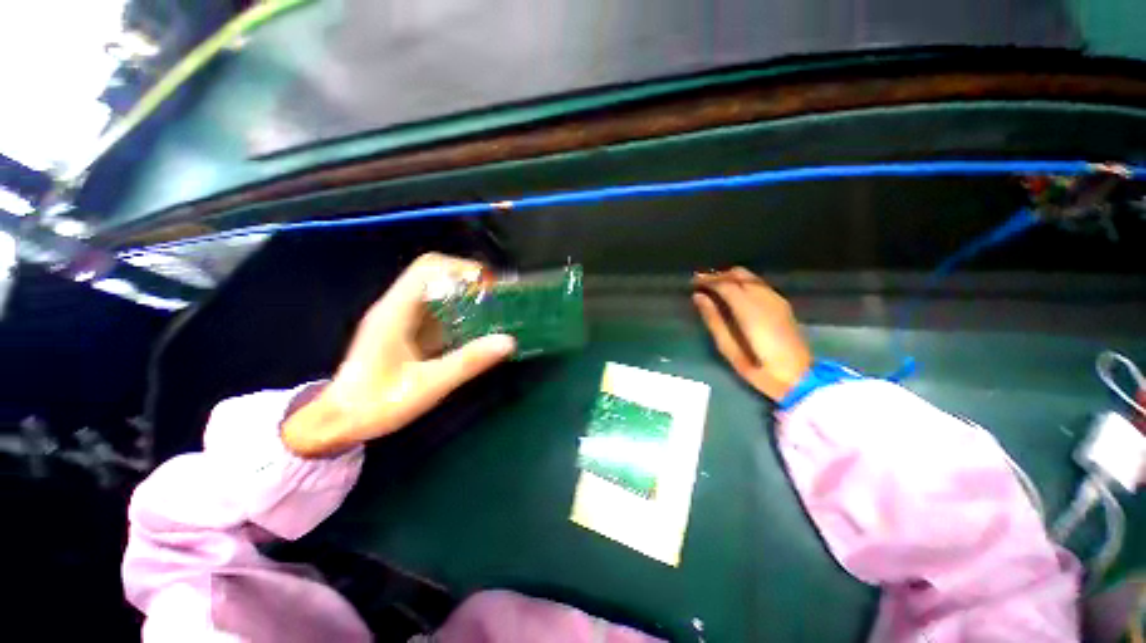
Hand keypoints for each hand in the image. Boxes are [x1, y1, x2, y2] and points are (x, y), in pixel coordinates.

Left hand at [282, 253, 515, 456]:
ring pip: (434, 290)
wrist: (339, 422)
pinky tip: (472, 328)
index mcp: (395, 312)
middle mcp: (395, 307)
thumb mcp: (428, 386)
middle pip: (433, 274)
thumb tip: (508, 341)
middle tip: (495, 299)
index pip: (427, 269)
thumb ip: (468, 362)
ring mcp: (398, 317)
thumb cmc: (377, 405)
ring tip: (490, 310)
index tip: (490, 287)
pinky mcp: (403, 329)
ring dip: (463, 295)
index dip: (461, 269)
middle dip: (467, 281)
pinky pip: (434, 309)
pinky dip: (456, 311)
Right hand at [692, 268, 812, 401]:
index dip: (707, 280)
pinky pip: (759, 285)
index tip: (692, 282)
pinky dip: (743, 283)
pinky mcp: (782, 304)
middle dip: (718, 276)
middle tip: (701, 283)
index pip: (725, 284)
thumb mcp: (728, 348)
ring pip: (750, 277)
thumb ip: (713, 319)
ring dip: (731, 278)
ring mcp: (776, 299)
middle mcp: (764, 298)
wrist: (799, 378)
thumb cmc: (758, 367)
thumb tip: (698, 297)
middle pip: (739, 274)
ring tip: (714, 288)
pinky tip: (734, 295)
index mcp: (749, 309)